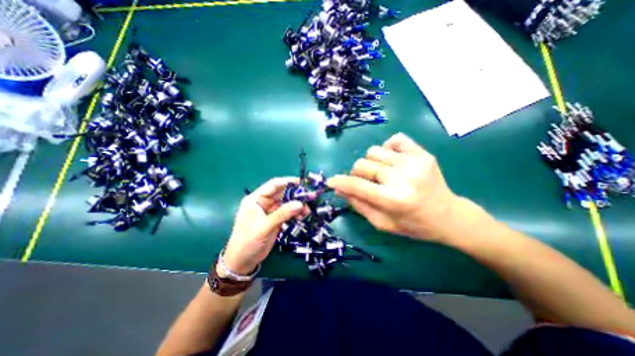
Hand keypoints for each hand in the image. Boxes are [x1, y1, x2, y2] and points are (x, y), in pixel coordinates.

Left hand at [221, 177, 305, 272]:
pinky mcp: (276, 220)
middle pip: (282, 194)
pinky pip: (288, 213)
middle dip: (296, 195)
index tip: (301, 183)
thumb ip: (282, 214)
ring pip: (287, 203)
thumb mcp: (264, 226)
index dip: (287, 182)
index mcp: (256, 199)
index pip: (273, 185)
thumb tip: (300, 204)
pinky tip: (301, 217)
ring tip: (307, 211)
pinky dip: (295, 214)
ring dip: (297, 206)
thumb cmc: (248, 241)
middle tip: (309, 198)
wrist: (243, 261)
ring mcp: (270, 211)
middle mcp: (263, 203)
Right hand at [328, 132, 461, 243]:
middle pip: (362, 164)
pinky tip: (392, 161)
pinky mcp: (422, 153)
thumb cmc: (413, 225)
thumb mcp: (382, 223)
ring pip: (374, 151)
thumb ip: (359, 205)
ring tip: (381, 173)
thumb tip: (339, 189)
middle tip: (366, 182)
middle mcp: (403, 178)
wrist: (448, 216)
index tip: (331, 182)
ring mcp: (414, 162)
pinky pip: (394, 140)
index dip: (340, 182)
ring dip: (371, 162)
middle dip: (357, 174)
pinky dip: (387, 148)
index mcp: (393, 200)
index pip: (357, 186)